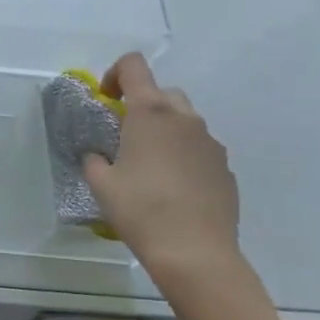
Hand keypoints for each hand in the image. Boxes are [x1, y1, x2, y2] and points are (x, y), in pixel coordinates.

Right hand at [82, 52, 245, 298]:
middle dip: (143, 105)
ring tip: (150, 165)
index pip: (134, 66)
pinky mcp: (225, 168)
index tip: (107, 100)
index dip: (115, 73)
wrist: (196, 254)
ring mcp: (211, 143)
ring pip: (185, 121)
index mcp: (151, 113)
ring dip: (165, 131)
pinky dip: (184, 156)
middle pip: (162, 92)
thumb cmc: (140, 210)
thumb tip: (98, 155)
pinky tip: (173, 188)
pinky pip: (200, 149)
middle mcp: (185, 119)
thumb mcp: (101, 183)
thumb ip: (94, 158)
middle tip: (126, 135)